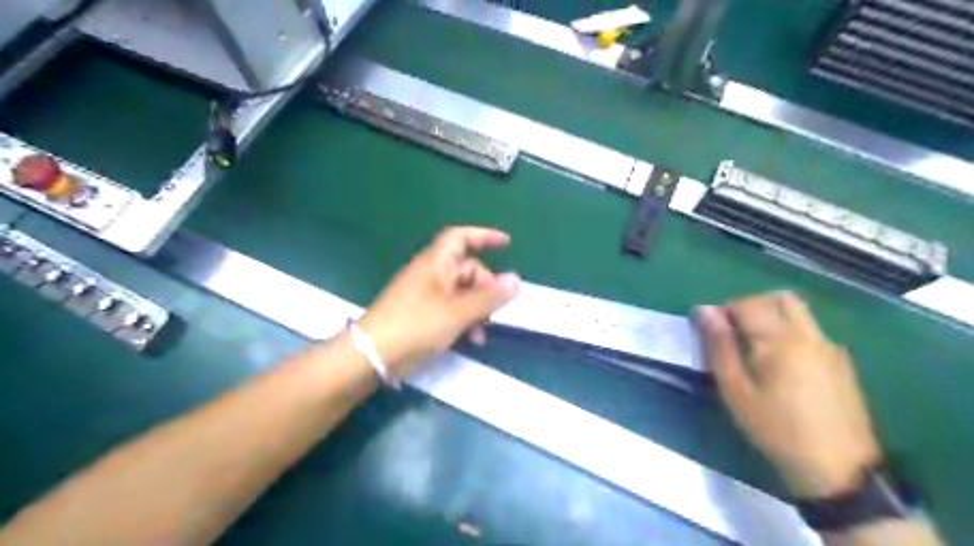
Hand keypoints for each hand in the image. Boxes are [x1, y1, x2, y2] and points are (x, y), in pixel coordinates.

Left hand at [356, 229, 521, 376]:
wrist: (373, 355)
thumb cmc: (416, 325)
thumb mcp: (458, 312)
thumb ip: (489, 297)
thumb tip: (516, 280)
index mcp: (436, 263)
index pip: (461, 237)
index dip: (484, 236)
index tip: (507, 243)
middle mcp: (431, 274)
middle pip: (467, 270)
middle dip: (486, 287)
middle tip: (497, 309)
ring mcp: (425, 295)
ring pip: (461, 293)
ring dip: (477, 309)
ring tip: (483, 332)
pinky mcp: (421, 315)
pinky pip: (450, 309)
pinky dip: (463, 320)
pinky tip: (470, 339)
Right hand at [695, 292, 888, 501]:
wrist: (838, 470)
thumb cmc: (775, 430)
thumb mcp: (736, 391)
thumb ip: (720, 346)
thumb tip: (704, 311)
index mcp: (780, 340)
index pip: (747, 304)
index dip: (724, 310)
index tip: (712, 331)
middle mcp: (809, 334)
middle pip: (778, 298)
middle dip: (751, 305)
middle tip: (733, 331)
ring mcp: (830, 346)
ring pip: (798, 311)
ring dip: (772, 315)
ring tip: (755, 347)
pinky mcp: (841, 361)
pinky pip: (811, 329)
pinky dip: (789, 330)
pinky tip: (781, 363)